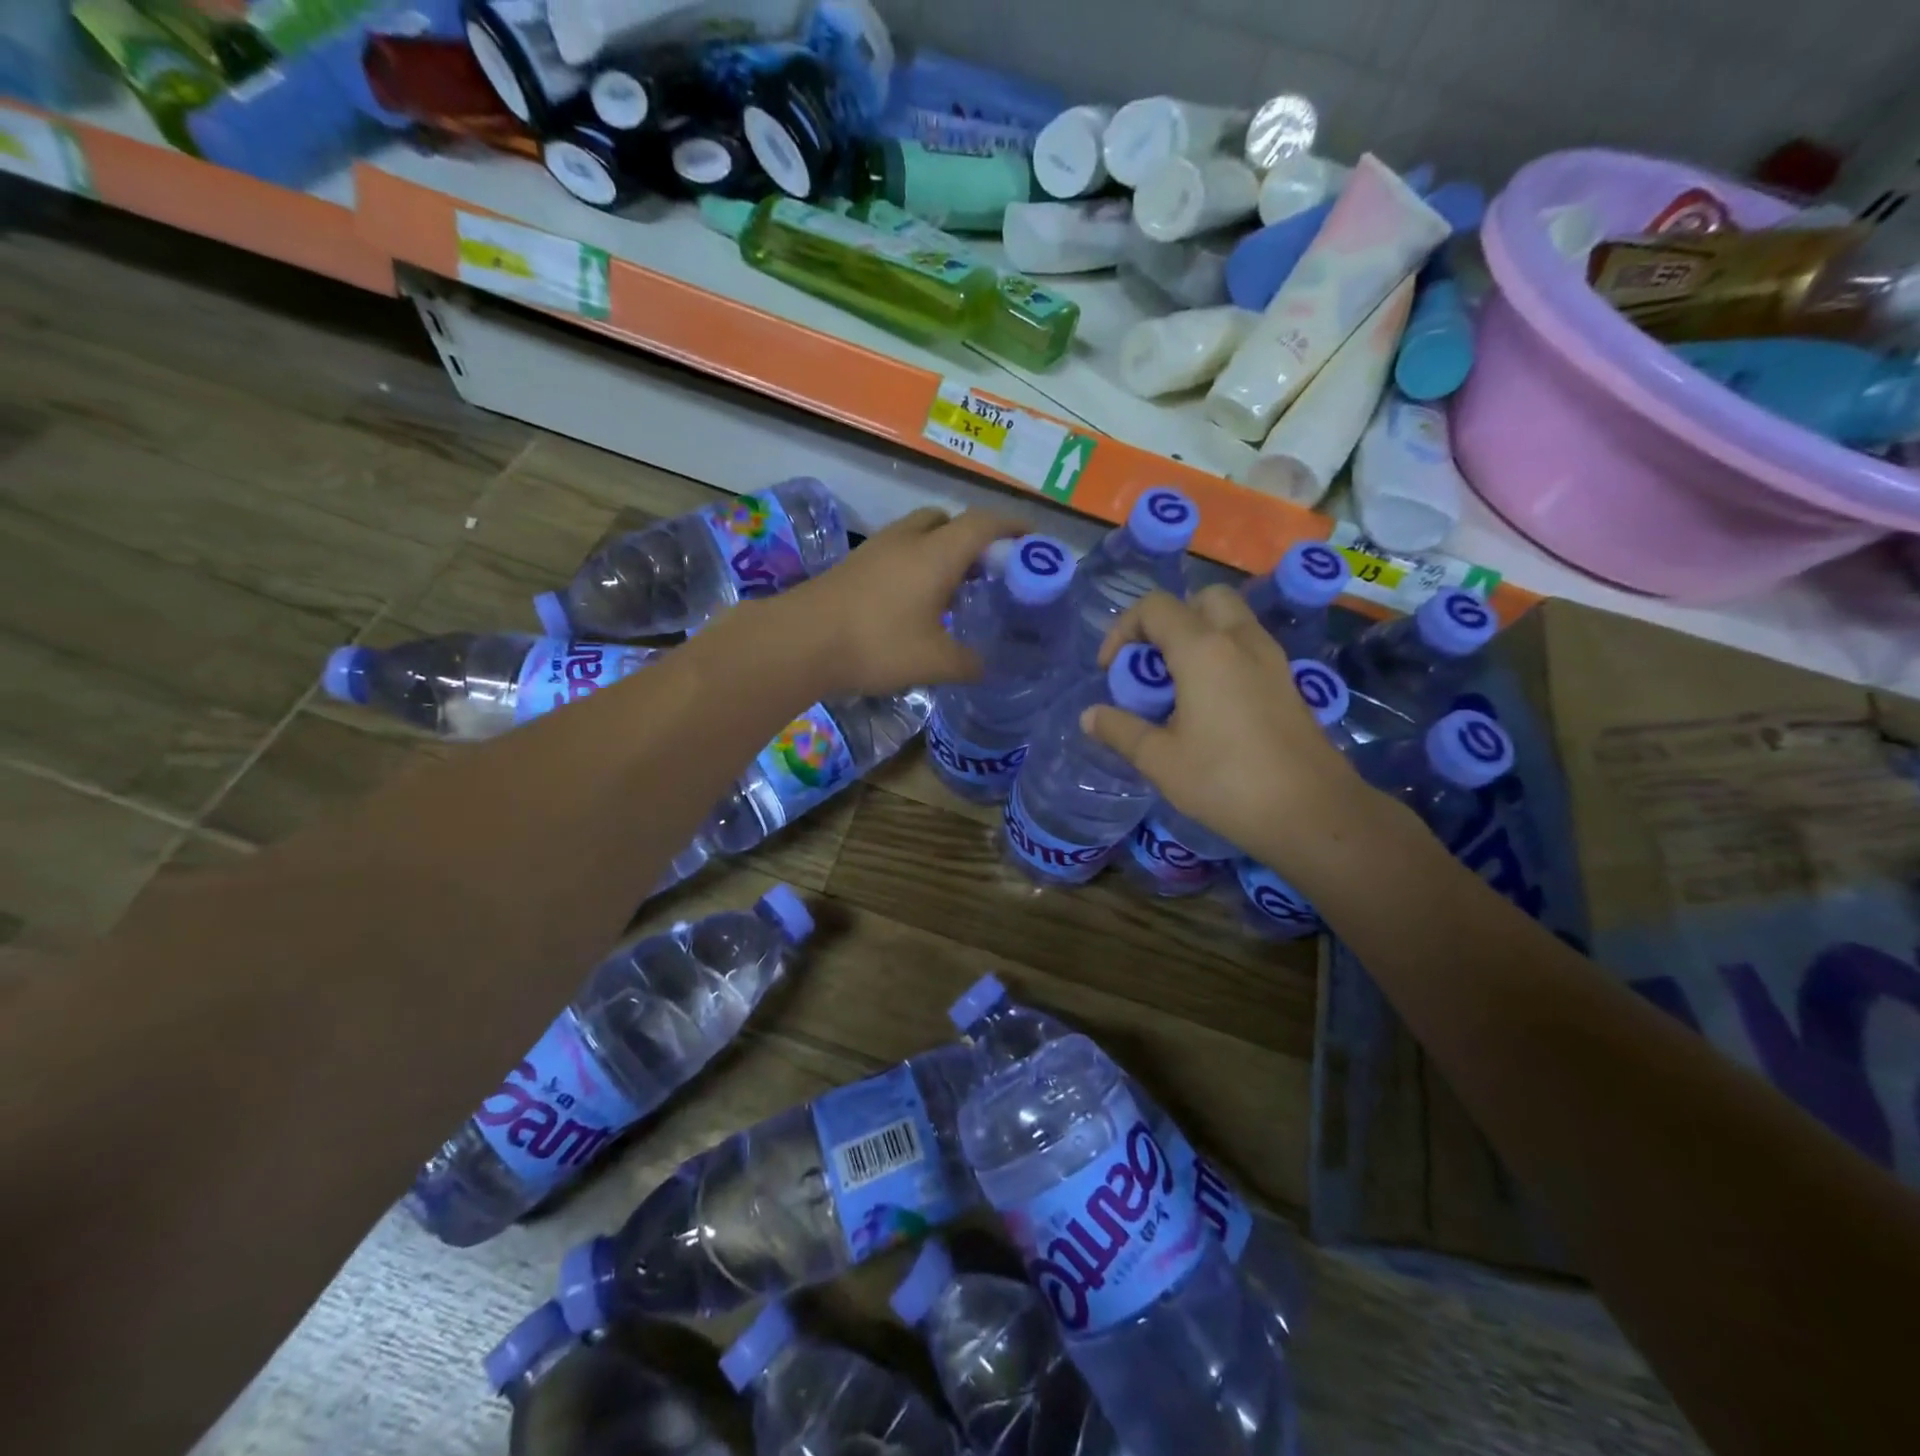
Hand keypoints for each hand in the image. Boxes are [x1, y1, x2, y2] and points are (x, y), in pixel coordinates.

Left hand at [774, 507, 1025, 696]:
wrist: (800, 642)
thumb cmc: (877, 645)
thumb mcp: (935, 662)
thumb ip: (969, 663)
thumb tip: (985, 666)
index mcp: (937, 553)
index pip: (984, 523)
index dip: (1013, 526)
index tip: (1033, 538)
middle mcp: (908, 540)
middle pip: (947, 520)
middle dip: (972, 537)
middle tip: (987, 570)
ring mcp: (875, 550)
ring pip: (918, 534)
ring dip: (940, 551)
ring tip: (952, 589)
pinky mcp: (853, 566)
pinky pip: (896, 553)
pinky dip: (915, 566)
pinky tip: (913, 603)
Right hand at [1083, 587, 1371, 865]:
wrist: (1312, 812)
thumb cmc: (1226, 782)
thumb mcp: (1159, 760)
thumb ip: (1120, 730)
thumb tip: (1090, 716)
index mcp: (1204, 650)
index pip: (1155, 608)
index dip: (1123, 630)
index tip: (1112, 671)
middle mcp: (1240, 641)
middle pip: (1202, 600)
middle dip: (1169, 622)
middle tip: (1153, 665)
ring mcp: (1272, 659)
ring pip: (1231, 621)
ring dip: (1198, 638)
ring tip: (1178, 688)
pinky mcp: (1288, 682)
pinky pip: (1248, 648)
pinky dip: (1223, 657)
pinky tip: (1211, 707)